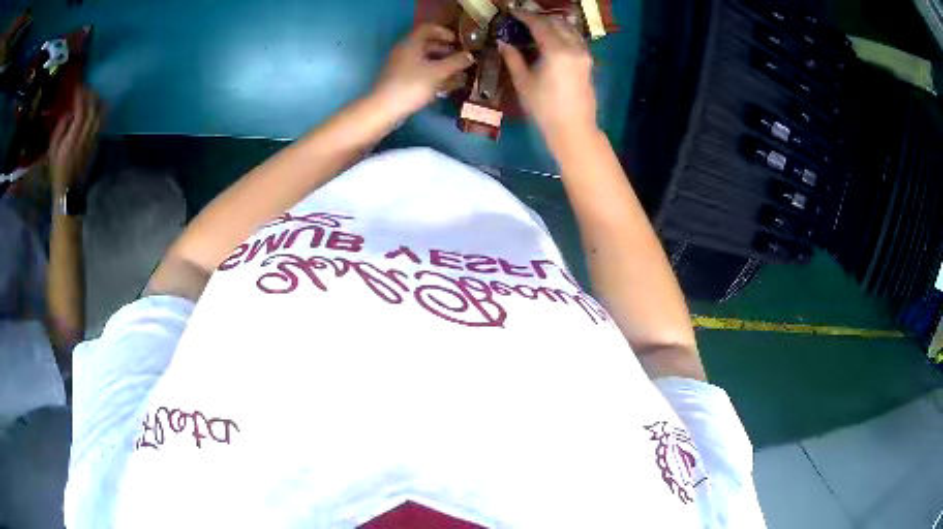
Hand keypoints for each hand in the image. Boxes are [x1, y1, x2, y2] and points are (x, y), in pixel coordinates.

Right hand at [49, 88, 101, 192]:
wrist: (67, 192)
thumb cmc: (57, 172)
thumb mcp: (52, 151)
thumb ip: (60, 129)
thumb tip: (68, 113)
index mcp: (73, 138)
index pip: (81, 110)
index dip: (80, 96)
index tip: (78, 87)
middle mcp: (85, 137)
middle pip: (93, 109)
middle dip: (90, 95)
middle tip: (85, 88)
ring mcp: (92, 141)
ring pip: (99, 115)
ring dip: (97, 102)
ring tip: (91, 95)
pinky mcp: (95, 146)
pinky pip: (100, 124)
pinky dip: (99, 112)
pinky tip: (96, 108)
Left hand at [373, 24, 474, 119]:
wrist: (384, 109)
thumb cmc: (411, 85)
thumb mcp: (438, 72)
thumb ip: (456, 62)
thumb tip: (470, 55)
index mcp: (411, 43)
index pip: (428, 28)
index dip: (444, 32)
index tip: (458, 41)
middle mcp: (405, 52)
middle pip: (427, 45)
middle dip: (447, 51)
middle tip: (463, 59)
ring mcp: (401, 67)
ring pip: (425, 61)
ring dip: (443, 66)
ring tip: (460, 74)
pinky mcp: (400, 81)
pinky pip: (420, 74)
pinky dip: (434, 77)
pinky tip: (447, 87)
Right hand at [499, 11, 597, 145]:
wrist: (573, 128)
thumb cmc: (544, 108)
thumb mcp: (523, 82)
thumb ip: (513, 58)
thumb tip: (502, 42)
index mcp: (556, 50)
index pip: (539, 24)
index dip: (525, 15)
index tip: (512, 11)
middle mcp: (573, 47)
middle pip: (557, 22)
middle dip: (540, 17)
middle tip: (523, 17)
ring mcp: (584, 54)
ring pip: (569, 28)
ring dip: (553, 22)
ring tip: (538, 25)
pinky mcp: (588, 62)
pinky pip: (576, 38)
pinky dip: (563, 32)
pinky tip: (553, 37)